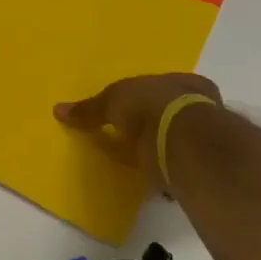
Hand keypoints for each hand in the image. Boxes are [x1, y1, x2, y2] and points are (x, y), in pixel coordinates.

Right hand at [55, 73, 222, 170]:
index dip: (148, 97)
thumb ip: (90, 108)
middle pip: (172, 113)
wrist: (180, 141)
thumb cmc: (150, 105)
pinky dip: (161, 171)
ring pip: (176, 140)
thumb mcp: (113, 100)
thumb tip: (58, 110)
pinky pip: (173, 166)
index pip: (165, 86)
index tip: (131, 109)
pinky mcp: (198, 167)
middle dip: (153, 123)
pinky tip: (149, 177)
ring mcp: (202, 138)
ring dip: (158, 149)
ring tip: (135, 159)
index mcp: (185, 82)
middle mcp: (199, 107)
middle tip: (129, 134)